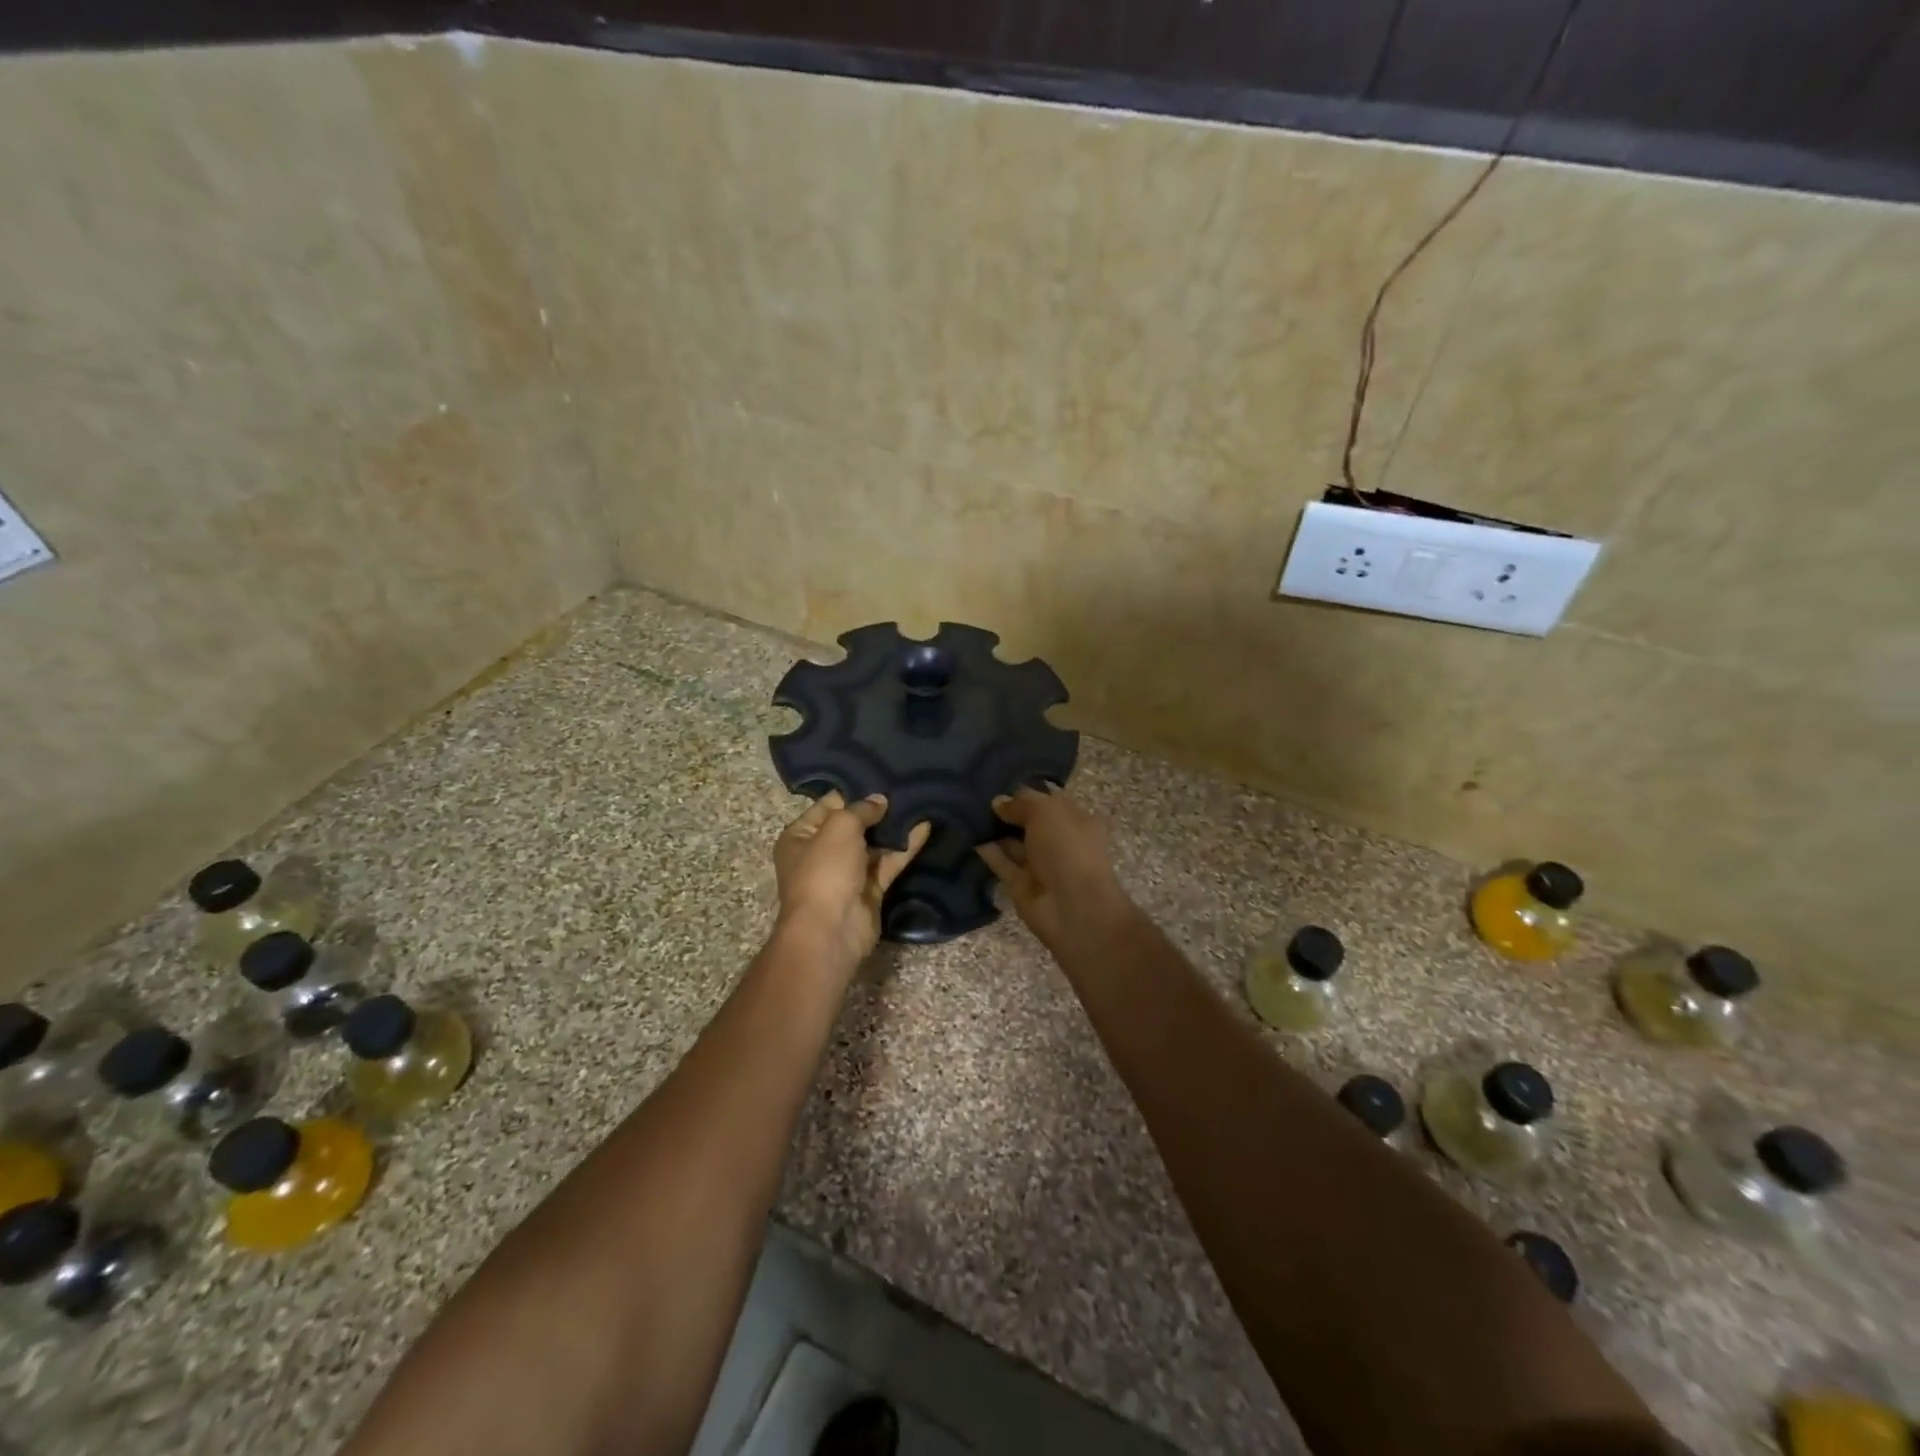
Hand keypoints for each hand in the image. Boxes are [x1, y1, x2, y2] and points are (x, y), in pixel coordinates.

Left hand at [774, 791, 930, 969]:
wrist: (831, 930)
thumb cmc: (825, 871)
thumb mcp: (839, 828)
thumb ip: (860, 809)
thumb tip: (879, 800)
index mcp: (801, 836)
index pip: (829, 804)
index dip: (853, 791)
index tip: (881, 775)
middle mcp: (821, 852)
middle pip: (853, 824)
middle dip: (877, 809)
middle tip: (905, 786)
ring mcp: (847, 873)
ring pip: (874, 844)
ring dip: (893, 828)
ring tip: (919, 802)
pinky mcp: (870, 890)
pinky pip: (888, 863)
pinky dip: (905, 847)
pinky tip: (924, 827)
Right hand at [976, 786, 1133, 953]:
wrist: (1074, 908)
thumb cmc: (1067, 849)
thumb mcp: (1046, 812)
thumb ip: (1021, 803)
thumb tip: (998, 802)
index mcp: (1075, 820)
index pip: (1047, 801)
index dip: (1025, 793)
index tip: (996, 784)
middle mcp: (1058, 841)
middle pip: (1028, 822)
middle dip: (1006, 811)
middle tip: (974, 796)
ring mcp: (1040, 865)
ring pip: (1013, 843)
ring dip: (993, 830)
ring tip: (965, 813)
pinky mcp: (1021, 886)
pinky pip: (1002, 864)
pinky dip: (987, 852)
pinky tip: (968, 836)